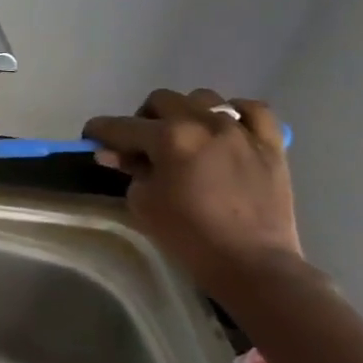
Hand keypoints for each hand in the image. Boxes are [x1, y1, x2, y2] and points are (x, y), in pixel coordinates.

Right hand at [83, 88, 303, 296]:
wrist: (252, 264)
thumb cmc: (188, 236)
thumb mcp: (143, 203)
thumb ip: (130, 170)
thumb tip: (115, 153)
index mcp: (169, 138)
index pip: (120, 125)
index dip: (99, 131)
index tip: (91, 138)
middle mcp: (204, 123)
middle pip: (161, 100)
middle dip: (143, 118)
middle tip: (141, 145)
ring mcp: (241, 131)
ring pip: (204, 98)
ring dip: (185, 113)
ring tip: (185, 138)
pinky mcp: (271, 144)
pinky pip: (253, 110)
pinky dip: (235, 114)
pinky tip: (226, 129)